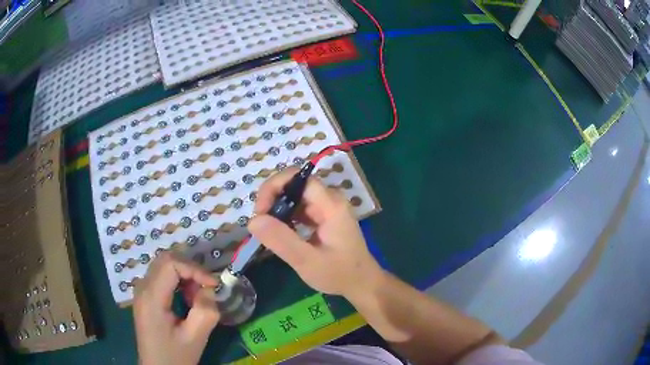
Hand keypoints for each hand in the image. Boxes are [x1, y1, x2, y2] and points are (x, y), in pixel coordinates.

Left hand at [133, 251, 219, 364]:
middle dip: (190, 269)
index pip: (171, 263)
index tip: (213, 285)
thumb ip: (205, 311)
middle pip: (166, 259)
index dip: (194, 269)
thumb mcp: (195, 338)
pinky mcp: (145, 296)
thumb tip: (209, 289)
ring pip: (163, 265)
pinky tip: (186, 299)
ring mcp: (141, 290)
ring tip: (197, 297)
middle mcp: (142, 287)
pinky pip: (161, 276)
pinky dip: (177, 280)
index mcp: (151, 297)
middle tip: (206, 289)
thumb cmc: (175, 356)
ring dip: (184, 274)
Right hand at [248, 168, 382, 298]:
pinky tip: (280, 233)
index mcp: (331, 205)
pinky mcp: (324, 217)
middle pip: (295, 185)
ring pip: (295, 196)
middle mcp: (330, 200)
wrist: (361, 283)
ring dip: (277, 209)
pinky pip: (300, 208)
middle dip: (273, 199)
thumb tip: (253, 220)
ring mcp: (328, 208)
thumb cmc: (339, 274)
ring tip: (267, 231)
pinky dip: (286, 217)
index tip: (260, 211)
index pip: (298, 178)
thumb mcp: (307, 261)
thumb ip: (281, 240)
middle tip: (260, 224)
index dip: (274, 187)